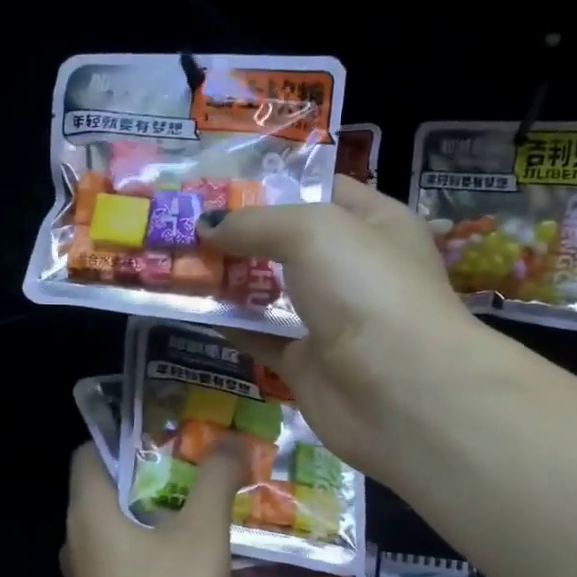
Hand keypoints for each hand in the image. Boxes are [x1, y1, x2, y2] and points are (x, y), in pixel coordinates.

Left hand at [61, 442, 247, 576]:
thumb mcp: (202, 533)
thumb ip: (216, 480)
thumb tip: (232, 441)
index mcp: (89, 511)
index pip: (91, 452)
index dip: (127, 435)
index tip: (172, 431)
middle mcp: (81, 543)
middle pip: (114, 493)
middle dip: (158, 478)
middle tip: (205, 468)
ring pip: (127, 535)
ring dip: (165, 522)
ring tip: (212, 512)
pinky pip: (135, 572)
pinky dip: (164, 560)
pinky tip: (206, 565)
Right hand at [199, 175, 490, 480]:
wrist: (400, 393)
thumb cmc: (367, 290)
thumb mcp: (312, 232)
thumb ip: (255, 223)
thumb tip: (206, 226)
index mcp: (376, 224)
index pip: (322, 191)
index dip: (273, 184)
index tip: (217, 184)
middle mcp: (355, 270)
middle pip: (289, 244)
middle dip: (240, 234)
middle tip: (184, 223)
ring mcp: (331, 320)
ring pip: (272, 292)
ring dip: (229, 279)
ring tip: (176, 261)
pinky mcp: (307, 365)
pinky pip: (262, 338)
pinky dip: (231, 325)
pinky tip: (192, 309)